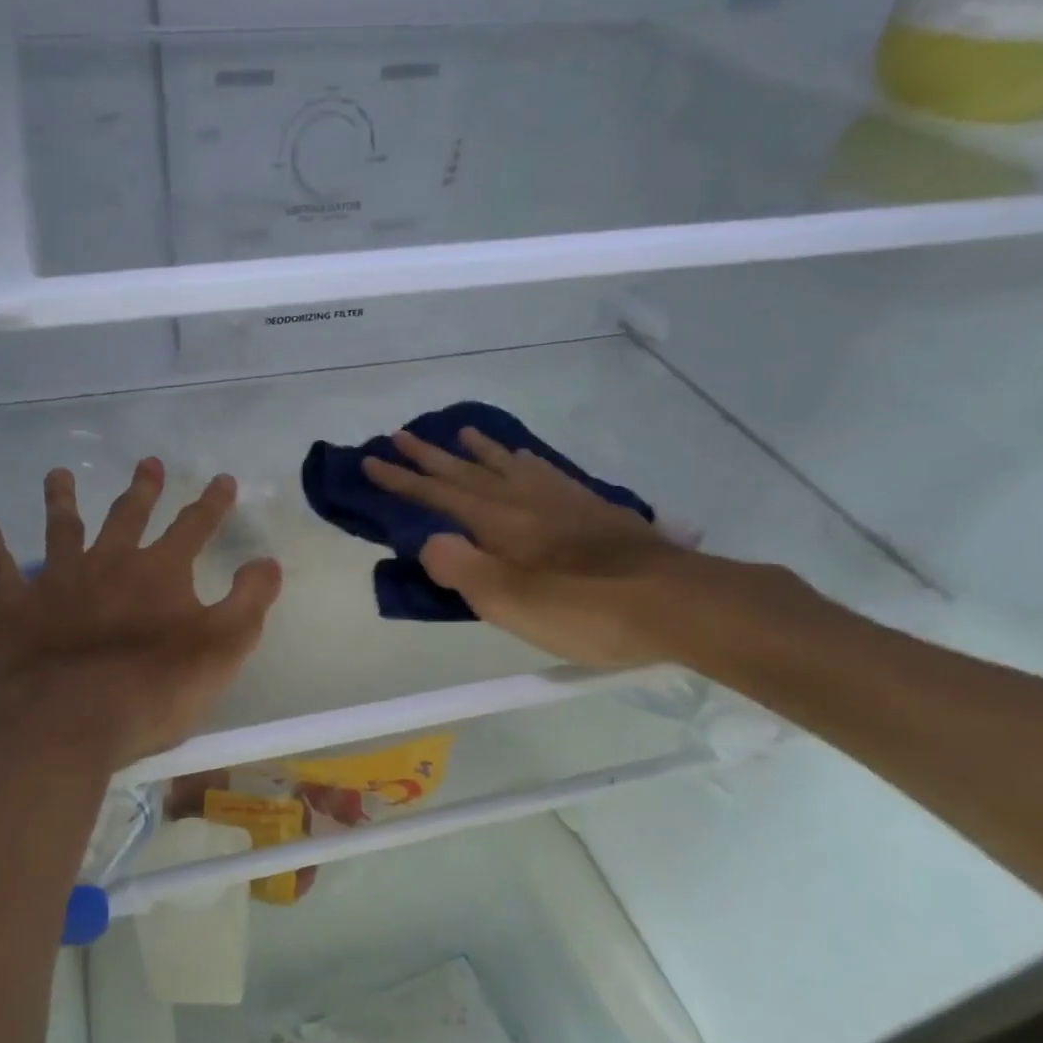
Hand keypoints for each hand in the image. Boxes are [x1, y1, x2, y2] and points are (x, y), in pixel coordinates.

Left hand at [0, 459, 281, 769]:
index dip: (212, 503)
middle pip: (128, 516)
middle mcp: (109, 563)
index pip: (194, 526)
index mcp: (160, 573)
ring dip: (60, 499)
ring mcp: (58, 581)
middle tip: (148, 464)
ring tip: (58, 474)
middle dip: (142, 489)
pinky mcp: (15, 608)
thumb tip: (268, 561)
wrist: (71, 723)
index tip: (223, 479)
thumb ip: (249, 601)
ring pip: (61, 528)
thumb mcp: (223, 648)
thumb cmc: (155, 690)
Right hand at [362, 427, 688, 668]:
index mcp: (498, 523)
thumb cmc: (584, 609)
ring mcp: (561, 500)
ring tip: (459, 433)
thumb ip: (462, 569)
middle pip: (466, 472)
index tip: (370, 459)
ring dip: (476, 450)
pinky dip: (523, 459)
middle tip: (399, 435)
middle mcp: (524, 500)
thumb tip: (428, 542)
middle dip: (428, 456)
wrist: (673, 601)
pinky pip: (545, 471)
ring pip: (507, 464)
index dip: (400, 480)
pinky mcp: (591, 508)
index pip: (436, 496)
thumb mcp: (510, 602)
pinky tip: (525, 458)